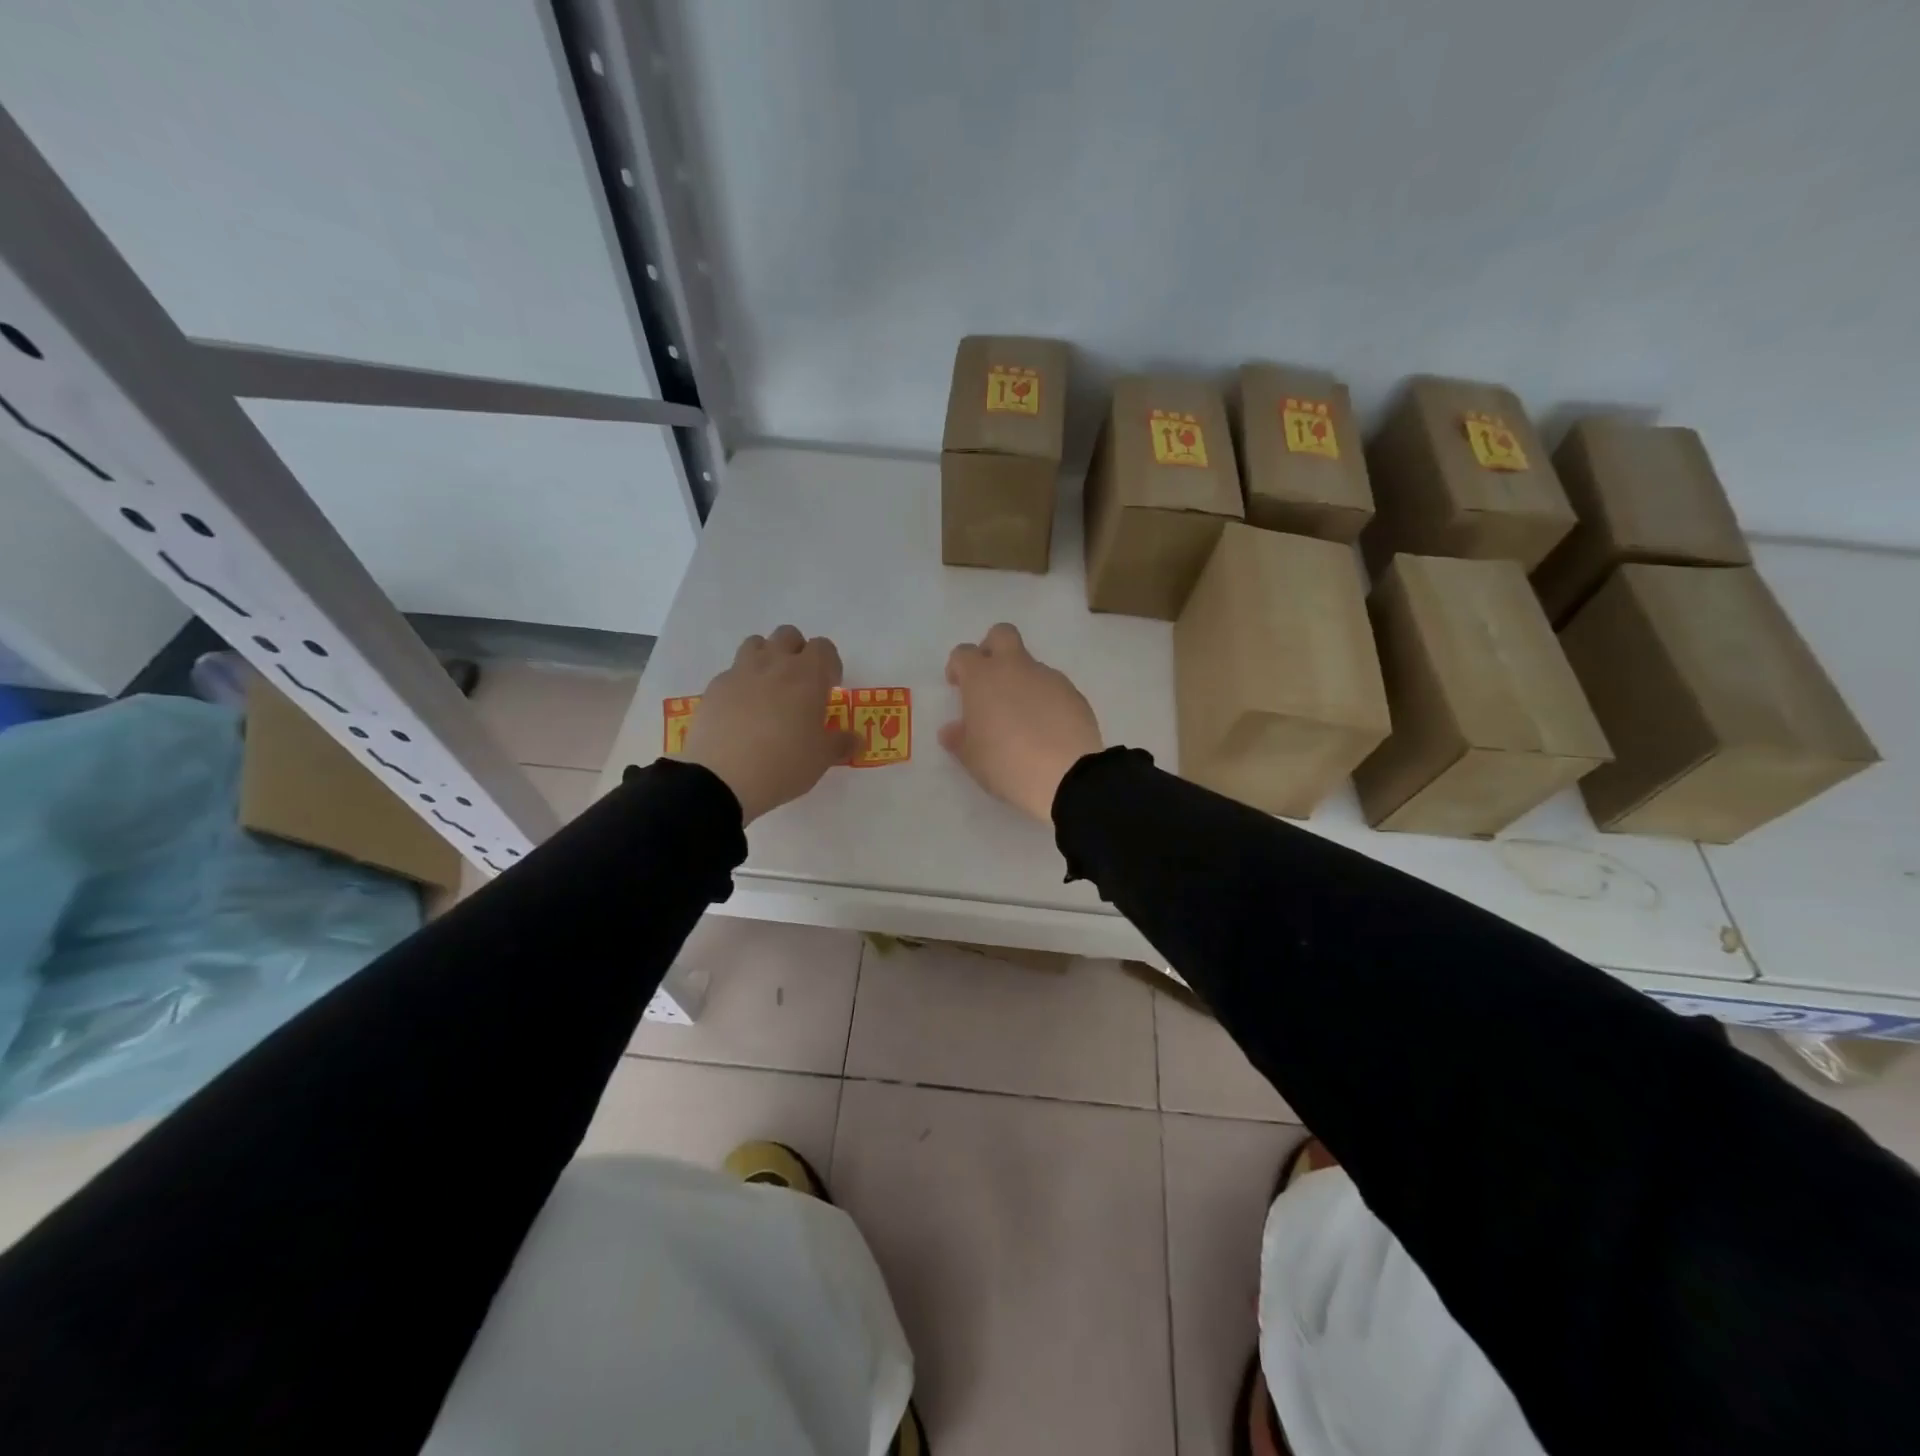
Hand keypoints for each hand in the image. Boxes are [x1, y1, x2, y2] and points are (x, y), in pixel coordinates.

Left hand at [681, 626, 857, 822]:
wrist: (722, 779)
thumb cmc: (785, 763)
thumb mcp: (822, 758)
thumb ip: (841, 744)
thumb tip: (856, 740)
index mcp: (807, 675)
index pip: (823, 648)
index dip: (829, 665)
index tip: (829, 687)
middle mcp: (774, 664)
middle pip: (788, 636)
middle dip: (797, 652)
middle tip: (800, 685)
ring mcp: (740, 673)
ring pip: (755, 644)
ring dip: (766, 658)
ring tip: (769, 690)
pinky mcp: (714, 688)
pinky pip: (732, 673)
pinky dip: (741, 684)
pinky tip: (741, 713)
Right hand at [940, 623, 1102, 822]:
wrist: (1066, 775)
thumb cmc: (1006, 764)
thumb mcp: (972, 758)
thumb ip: (959, 738)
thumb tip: (952, 729)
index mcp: (983, 678)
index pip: (963, 653)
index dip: (958, 667)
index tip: (957, 687)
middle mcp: (1015, 668)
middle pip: (1002, 634)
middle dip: (992, 648)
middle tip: (989, 680)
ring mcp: (1048, 678)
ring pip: (1030, 664)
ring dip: (1021, 681)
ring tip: (1022, 719)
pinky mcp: (1074, 693)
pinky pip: (1053, 687)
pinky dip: (1045, 699)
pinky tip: (1046, 729)